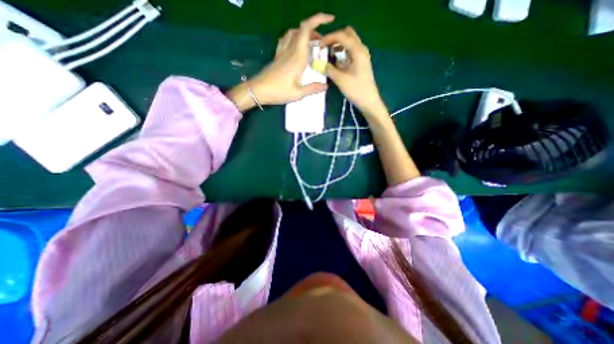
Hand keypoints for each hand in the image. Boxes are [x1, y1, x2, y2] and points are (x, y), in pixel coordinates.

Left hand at [251, 12, 335, 105]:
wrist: (258, 90)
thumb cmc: (278, 92)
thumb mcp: (297, 94)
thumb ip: (312, 88)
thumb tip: (325, 85)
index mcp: (297, 57)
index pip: (307, 30)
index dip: (319, 20)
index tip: (330, 19)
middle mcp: (290, 50)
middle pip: (302, 29)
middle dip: (315, 28)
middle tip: (322, 42)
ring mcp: (282, 51)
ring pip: (293, 32)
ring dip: (304, 33)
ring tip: (312, 43)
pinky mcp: (277, 56)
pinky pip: (285, 39)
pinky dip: (294, 37)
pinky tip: (296, 46)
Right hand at [319, 26, 384, 117]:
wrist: (368, 101)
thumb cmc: (356, 90)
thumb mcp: (340, 79)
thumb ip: (328, 69)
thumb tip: (316, 62)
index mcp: (358, 50)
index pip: (342, 35)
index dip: (329, 38)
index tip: (319, 46)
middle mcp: (361, 49)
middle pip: (347, 34)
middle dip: (335, 39)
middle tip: (325, 48)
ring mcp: (362, 56)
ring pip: (349, 43)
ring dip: (338, 46)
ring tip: (328, 55)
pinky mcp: (360, 63)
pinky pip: (350, 52)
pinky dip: (342, 53)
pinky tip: (336, 63)